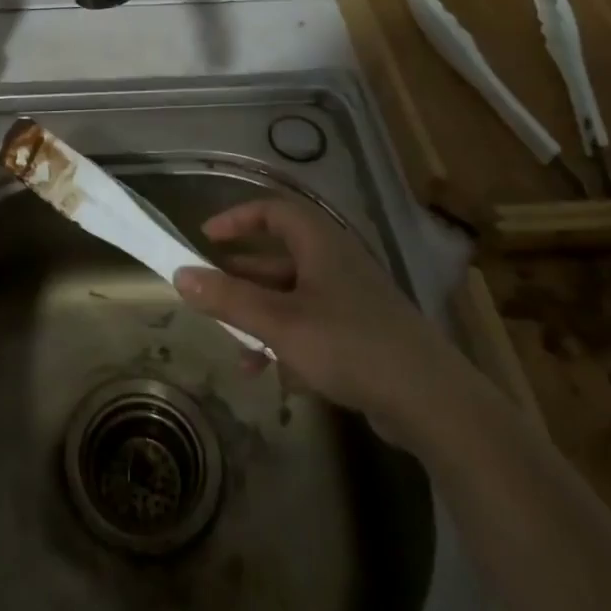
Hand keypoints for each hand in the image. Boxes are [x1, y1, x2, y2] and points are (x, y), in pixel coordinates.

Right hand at [173, 197, 456, 448]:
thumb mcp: (280, 322)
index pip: (273, 210)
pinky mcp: (362, 333)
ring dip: (262, 321)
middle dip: (242, 281)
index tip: (206, 238)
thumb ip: (229, 299)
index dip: (237, 218)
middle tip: (212, 300)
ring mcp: (351, 299)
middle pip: (278, 258)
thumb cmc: (348, 344)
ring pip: (293, 298)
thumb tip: (180, 276)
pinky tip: (277, 378)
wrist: (430, 400)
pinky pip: (312, 326)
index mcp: (319, 243)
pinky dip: (289, 344)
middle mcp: (335, 262)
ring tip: (240, 355)